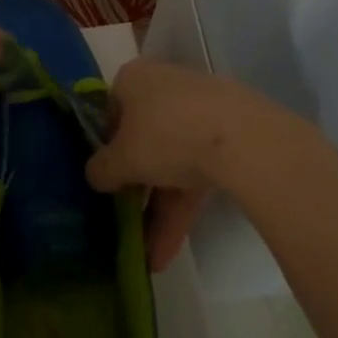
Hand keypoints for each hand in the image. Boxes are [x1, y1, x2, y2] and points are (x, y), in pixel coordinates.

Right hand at [86, 60, 309, 273]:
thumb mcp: (121, 159)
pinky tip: (169, 251)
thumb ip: (101, 169)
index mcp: (134, 79)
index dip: (106, 146)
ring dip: (160, 209)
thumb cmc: (164, 135)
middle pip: (144, 139)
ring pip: (172, 160)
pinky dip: (183, 207)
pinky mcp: (229, 135)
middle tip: (127, 222)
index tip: (106, 178)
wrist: (241, 138)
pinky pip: (198, 170)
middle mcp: (166, 86)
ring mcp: (201, 110)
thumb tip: (96, 175)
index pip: (111, 110)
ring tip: (150, 258)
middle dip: (137, 189)